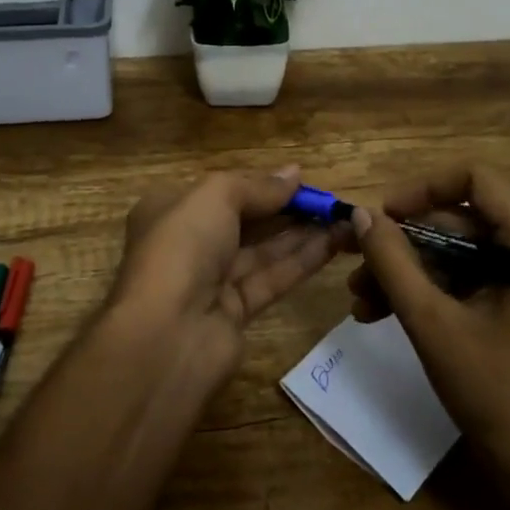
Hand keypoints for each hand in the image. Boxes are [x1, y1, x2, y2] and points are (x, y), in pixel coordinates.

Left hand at [113, 166, 349, 377]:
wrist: (167, 335)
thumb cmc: (183, 246)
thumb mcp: (216, 197)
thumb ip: (258, 186)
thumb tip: (294, 173)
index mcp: (170, 209)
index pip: (221, 191)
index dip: (260, 184)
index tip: (300, 179)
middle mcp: (188, 243)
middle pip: (245, 220)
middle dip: (286, 209)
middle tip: (329, 201)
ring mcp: (210, 280)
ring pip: (262, 250)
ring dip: (302, 234)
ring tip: (342, 219)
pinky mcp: (234, 313)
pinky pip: (272, 278)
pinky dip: (301, 261)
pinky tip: (334, 244)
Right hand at [348, 164, 509, 493]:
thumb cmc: (502, 397)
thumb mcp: (435, 325)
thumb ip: (394, 263)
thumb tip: (361, 214)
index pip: (475, 179)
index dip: (422, 188)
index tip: (381, 215)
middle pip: (459, 217)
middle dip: (404, 242)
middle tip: (356, 263)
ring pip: (455, 250)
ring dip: (406, 270)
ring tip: (359, 298)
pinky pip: (464, 278)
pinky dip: (426, 290)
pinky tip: (381, 313)